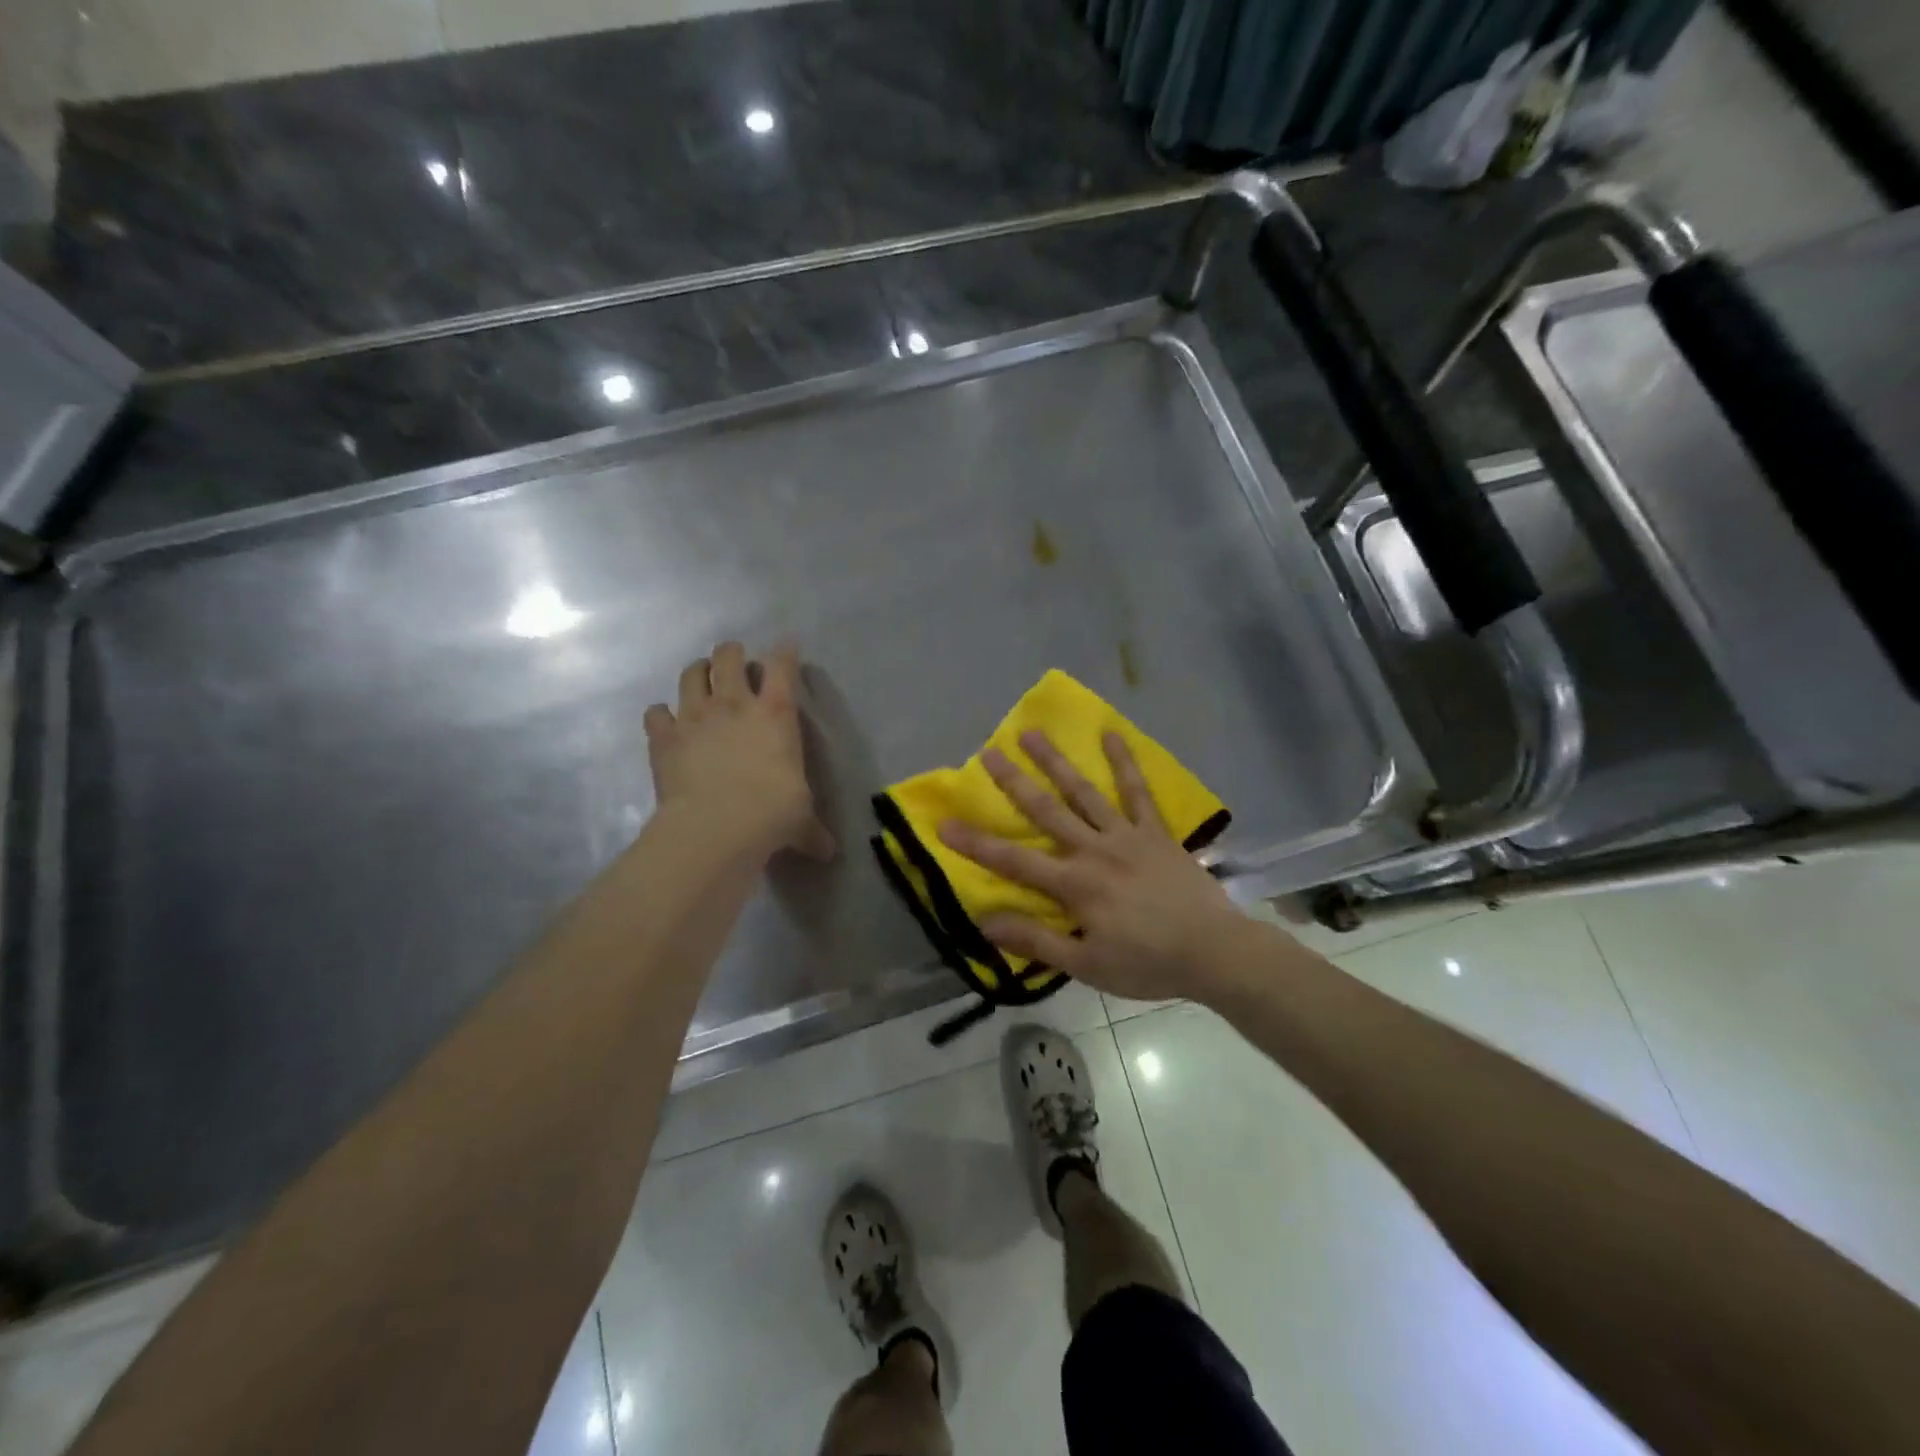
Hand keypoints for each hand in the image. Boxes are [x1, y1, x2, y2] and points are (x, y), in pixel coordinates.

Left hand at [644, 640, 835, 863]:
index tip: (787, 644)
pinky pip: (655, 712)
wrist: (716, 827)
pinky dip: (661, 714)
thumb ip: (811, 830)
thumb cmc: (771, 814)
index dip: (785, 651)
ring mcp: (695, 716)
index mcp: (776, 714)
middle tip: (736, 664)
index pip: (783, 666)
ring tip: (702, 680)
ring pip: (692, 673)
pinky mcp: (664, 736)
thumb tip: (828, 852)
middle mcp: (735, 704)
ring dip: (698, 672)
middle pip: (729, 656)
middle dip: (733, 653)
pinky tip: (667, 723)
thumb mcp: (801, 820)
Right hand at [936, 731, 1244, 1002]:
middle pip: (1046, 811)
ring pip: (1084, 792)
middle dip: (1013, 782)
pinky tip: (1111, 734)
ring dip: (1056, 762)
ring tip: (1033, 734)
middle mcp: (1094, 849)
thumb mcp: (1086, 965)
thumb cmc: (1147, 963)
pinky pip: (1138, 791)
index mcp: (1074, 884)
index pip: (1014, 861)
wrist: (1214, 952)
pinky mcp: (1156, 831)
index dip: (976, 843)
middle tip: (988, 752)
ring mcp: (1127, 835)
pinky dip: (1125, 762)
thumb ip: (1036, 940)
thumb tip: (986, 922)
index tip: (944, 822)